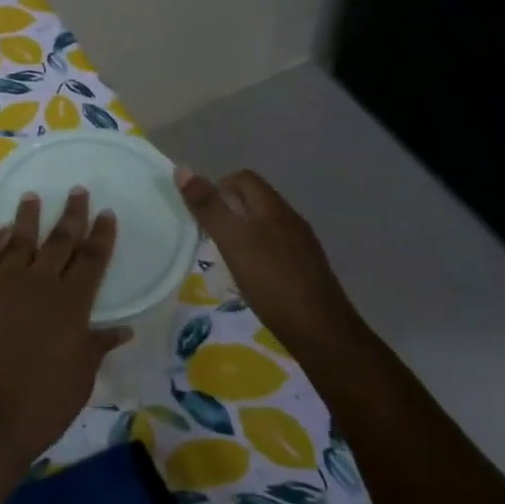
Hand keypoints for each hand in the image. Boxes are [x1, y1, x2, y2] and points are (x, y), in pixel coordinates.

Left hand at [0, 188, 128, 470]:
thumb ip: (97, 345)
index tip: (107, 213)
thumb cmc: (42, 404)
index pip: (92, 259)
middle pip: (59, 241)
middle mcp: (39, 285)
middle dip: (71, 215)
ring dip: (27, 218)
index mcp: (71, 304)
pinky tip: (0, 232)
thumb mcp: (80, 377)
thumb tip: (122, 329)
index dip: (101, 235)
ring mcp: (2, 286)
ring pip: (19, 241)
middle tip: (77, 191)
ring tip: (32, 197)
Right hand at [176, 168, 362, 354]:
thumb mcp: (233, 242)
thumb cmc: (272, 282)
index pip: (244, 178)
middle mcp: (290, 220)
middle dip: (228, 209)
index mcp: (274, 208)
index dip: (218, 186)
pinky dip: (256, 251)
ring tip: (224, 256)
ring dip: (241, 231)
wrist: (321, 332)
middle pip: (255, 200)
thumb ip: (209, 208)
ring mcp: (301, 245)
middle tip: (207, 235)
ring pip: (265, 224)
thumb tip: (183, 170)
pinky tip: (249, 276)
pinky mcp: (305, 269)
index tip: (201, 213)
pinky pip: (275, 246)